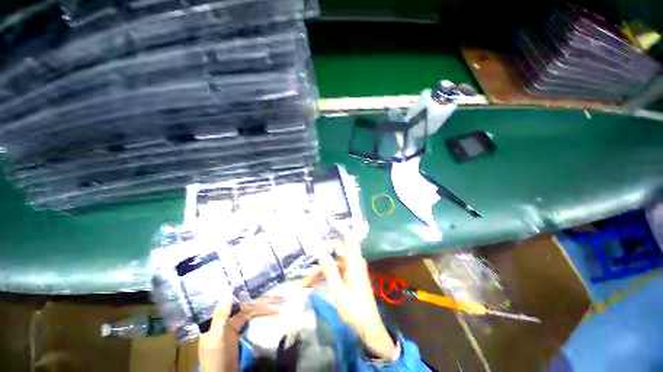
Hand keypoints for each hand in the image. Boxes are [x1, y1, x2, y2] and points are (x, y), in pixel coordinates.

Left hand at [198, 294, 283, 371]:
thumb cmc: (216, 359)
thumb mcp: (216, 338)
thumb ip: (221, 315)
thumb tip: (228, 289)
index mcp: (221, 317)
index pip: (242, 302)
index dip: (257, 298)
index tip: (273, 296)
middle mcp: (228, 317)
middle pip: (249, 305)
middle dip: (265, 302)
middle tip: (282, 301)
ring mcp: (233, 325)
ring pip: (252, 311)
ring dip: (266, 308)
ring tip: (281, 306)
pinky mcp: (238, 332)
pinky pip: (252, 319)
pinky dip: (262, 315)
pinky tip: (271, 314)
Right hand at [316, 232, 395, 357]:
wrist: (368, 325)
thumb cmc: (354, 308)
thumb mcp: (338, 290)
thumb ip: (329, 270)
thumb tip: (320, 252)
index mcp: (354, 262)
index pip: (350, 238)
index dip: (342, 228)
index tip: (331, 221)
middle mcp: (355, 262)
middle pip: (339, 250)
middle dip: (324, 250)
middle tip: (311, 249)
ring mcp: (353, 269)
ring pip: (336, 261)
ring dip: (323, 267)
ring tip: (307, 279)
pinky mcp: (351, 276)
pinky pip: (338, 269)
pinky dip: (327, 273)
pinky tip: (315, 282)